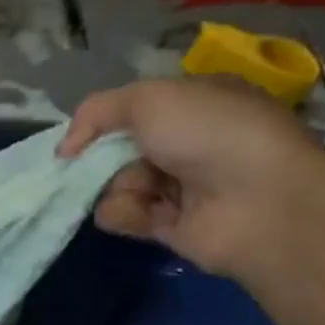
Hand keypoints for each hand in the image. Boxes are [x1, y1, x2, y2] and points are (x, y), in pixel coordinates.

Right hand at [59, 78, 324, 276]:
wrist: (259, 201)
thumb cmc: (209, 133)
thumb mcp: (147, 99)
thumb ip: (96, 112)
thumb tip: (66, 149)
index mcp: (194, 103)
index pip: (135, 109)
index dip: (103, 120)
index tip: (79, 135)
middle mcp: (189, 142)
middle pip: (120, 148)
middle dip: (101, 156)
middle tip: (93, 164)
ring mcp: (181, 185)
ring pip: (117, 183)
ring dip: (115, 186)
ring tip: (137, 190)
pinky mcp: (169, 225)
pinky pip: (124, 215)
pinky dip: (122, 213)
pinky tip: (139, 212)